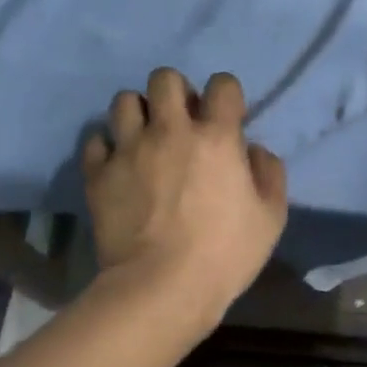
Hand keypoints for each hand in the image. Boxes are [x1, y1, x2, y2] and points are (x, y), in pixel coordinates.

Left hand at [82, 68, 288, 338]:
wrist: (160, 289)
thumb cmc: (224, 254)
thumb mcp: (271, 217)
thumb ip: (269, 173)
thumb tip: (253, 150)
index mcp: (216, 136)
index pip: (222, 84)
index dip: (226, 95)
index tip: (226, 117)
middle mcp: (170, 130)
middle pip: (165, 78)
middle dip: (176, 92)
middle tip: (180, 121)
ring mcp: (129, 149)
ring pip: (124, 100)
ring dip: (139, 113)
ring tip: (145, 137)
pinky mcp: (99, 173)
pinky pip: (95, 140)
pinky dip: (107, 146)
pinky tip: (118, 163)